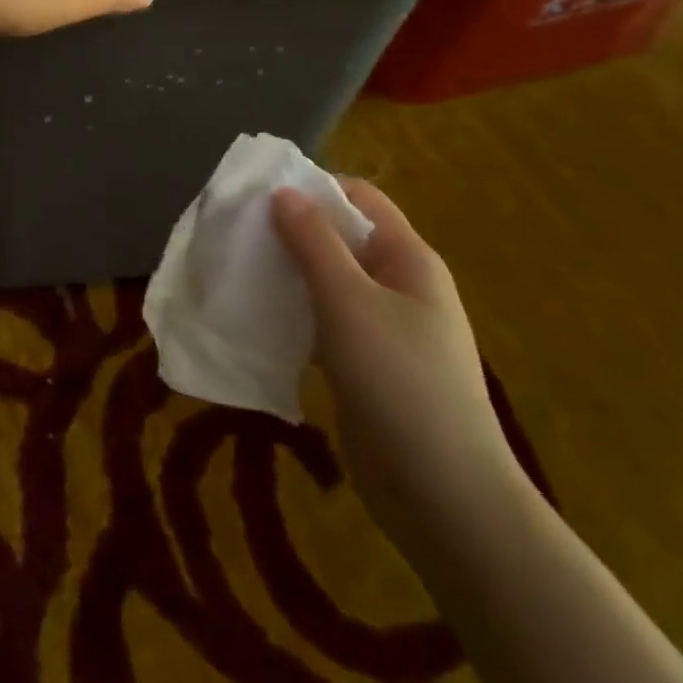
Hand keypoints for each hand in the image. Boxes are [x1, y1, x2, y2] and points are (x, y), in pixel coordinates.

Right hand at [271, 181, 525, 557]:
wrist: (443, 494)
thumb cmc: (398, 380)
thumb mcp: (348, 300)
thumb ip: (313, 242)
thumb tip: (284, 192)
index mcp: (408, 258)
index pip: (360, 198)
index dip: (314, 189)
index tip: (260, 197)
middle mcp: (400, 285)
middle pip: (342, 239)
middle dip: (293, 233)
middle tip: (239, 235)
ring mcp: (385, 329)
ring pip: (330, 283)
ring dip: (289, 275)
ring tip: (239, 272)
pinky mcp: (367, 366)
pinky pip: (326, 323)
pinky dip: (295, 315)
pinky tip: (258, 320)